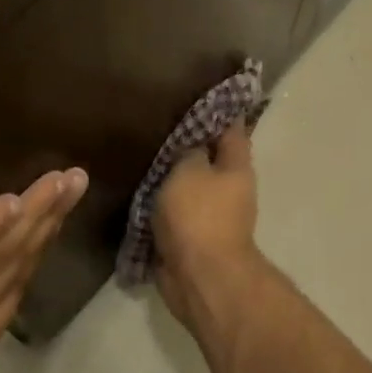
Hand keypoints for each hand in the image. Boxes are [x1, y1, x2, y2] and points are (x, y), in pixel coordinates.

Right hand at [154, 125, 258, 321]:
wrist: (199, 277)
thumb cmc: (199, 216)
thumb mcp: (189, 170)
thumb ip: (189, 150)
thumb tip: (192, 143)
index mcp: (236, 167)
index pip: (231, 129)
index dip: (217, 111)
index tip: (195, 95)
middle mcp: (229, 190)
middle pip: (208, 160)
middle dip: (186, 147)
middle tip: (154, 126)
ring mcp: (210, 217)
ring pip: (187, 188)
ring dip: (169, 178)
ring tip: (139, 156)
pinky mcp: (190, 240)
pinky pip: (172, 215)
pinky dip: (158, 206)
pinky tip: (135, 192)